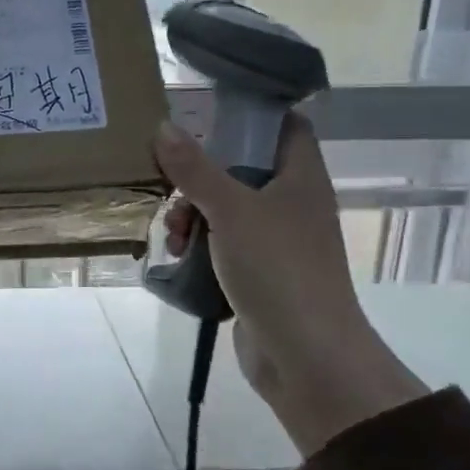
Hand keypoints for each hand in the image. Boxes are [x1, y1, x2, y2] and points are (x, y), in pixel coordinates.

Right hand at [152, 117, 426, 454]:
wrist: (306, 355)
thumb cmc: (277, 269)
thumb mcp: (231, 211)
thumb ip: (195, 169)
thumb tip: (164, 127)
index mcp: (300, 177)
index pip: (283, 125)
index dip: (249, 115)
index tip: (205, 115)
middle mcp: (293, 203)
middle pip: (242, 168)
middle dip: (200, 177)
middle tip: (172, 189)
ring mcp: (277, 240)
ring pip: (227, 209)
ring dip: (193, 216)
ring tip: (175, 238)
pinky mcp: (260, 273)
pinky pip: (224, 245)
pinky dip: (201, 247)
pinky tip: (180, 259)